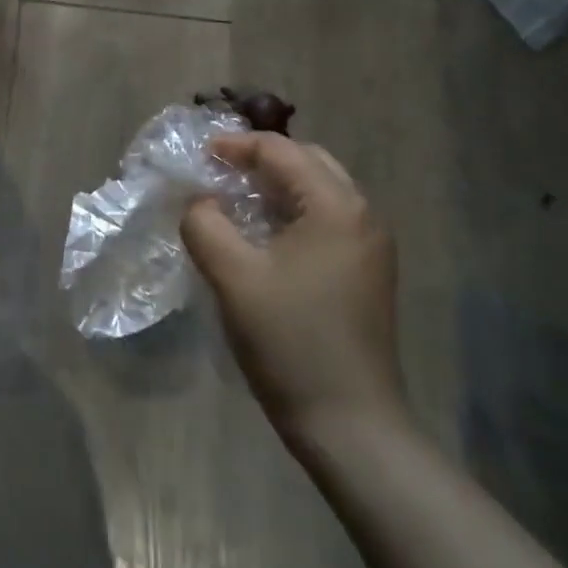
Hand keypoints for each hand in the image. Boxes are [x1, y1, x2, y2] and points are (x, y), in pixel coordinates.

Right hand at [181, 134, 406, 450]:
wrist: (349, 422)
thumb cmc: (289, 340)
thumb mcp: (232, 275)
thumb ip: (204, 224)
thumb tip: (200, 202)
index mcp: (336, 207)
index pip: (282, 151)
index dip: (236, 146)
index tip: (197, 157)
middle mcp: (362, 215)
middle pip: (307, 162)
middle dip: (259, 160)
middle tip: (215, 172)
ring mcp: (369, 247)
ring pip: (318, 192)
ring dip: (275, 186)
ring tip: (231, 200)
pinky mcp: (365, 273)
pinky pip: (324, 221)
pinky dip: (289, 213)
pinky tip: (260, 236)